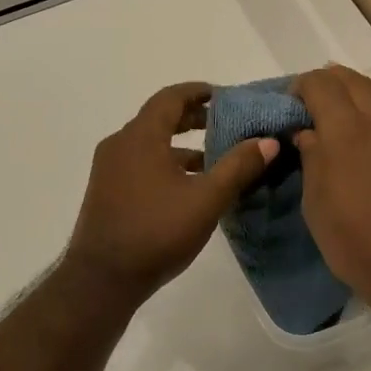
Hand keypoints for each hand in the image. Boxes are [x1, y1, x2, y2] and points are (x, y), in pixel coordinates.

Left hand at [62, 82, 277, 309]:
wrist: (102, 279)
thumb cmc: (156, 232)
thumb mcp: (206, 199)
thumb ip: (238, 167)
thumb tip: (268, 141)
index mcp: (140, 137)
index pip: (171, 97)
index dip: (199, 92)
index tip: (226, 96)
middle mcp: (120, 144)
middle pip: (159, 118)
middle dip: (193, 118)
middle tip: (226, 123)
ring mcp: (109, 168)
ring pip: (150, 143)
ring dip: (180, 144)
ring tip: (214, 157)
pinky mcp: (107, 190)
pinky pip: (140, 162)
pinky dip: (165, 162)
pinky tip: (188, 186)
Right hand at [291, 64, 370, 314]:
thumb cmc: (356, 241)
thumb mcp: (316, 202)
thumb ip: (311, 157)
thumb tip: (309, 132)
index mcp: (349, 129)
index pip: (320, 83)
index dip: (300, 87)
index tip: (289, 106)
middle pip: (351, 79)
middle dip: (327, 84)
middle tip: (309, 108)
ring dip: (352, 97)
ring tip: (334, 122)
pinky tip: (363, 142)